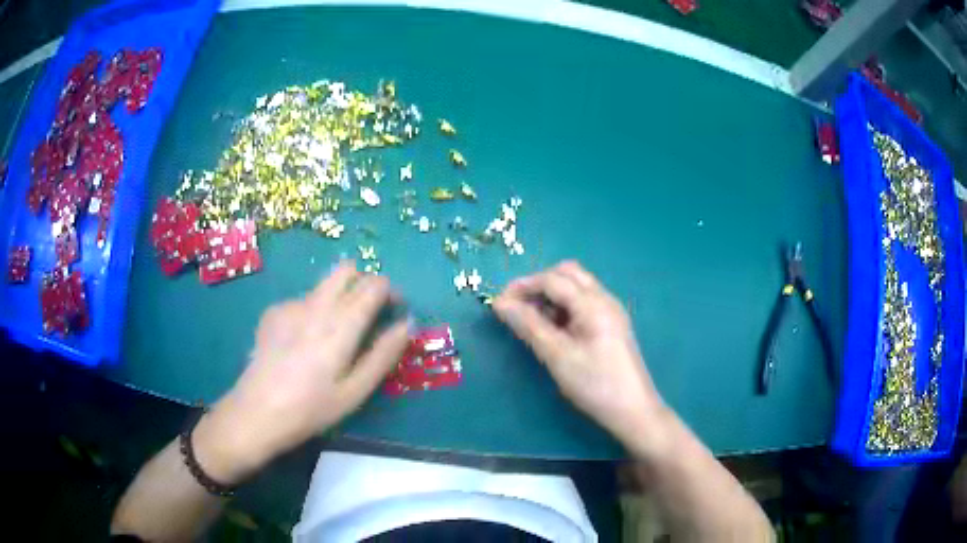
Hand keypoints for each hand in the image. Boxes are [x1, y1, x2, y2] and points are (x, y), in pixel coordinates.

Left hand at [193, 261, 408, 482]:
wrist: (256, 412)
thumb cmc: (311, 409)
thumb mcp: (355, 391)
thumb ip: (383, 355)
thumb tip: (407, 324)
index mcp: (341, 325)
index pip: (374, 285)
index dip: (390, 292)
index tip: (394, 311)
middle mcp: (317, 305)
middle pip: (346, 270)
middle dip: (363, 283)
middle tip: (367, 314)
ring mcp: (291, 306)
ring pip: (323, 285)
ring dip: (338, 297)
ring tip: (333, 335)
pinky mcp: (273, 312)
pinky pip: (303, 301)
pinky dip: (313, 311)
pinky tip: (303, 342)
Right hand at [492, 261, 665, 446]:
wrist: (633, 410)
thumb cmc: (595, 384)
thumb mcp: (557, 356)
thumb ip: (529, 326)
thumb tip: (501, 304)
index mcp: (593, 304)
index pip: (552, 280)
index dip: (523, 287)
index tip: (498, 303)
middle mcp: (604, 299)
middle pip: (567, 274)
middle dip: (538, 285)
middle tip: (517, 307)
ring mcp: (610, 311)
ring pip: (576, 288)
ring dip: (551, 296)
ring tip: (530, 320)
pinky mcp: (610, 325)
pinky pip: (583, 304)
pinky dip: (563, 308)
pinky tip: (552, 329)